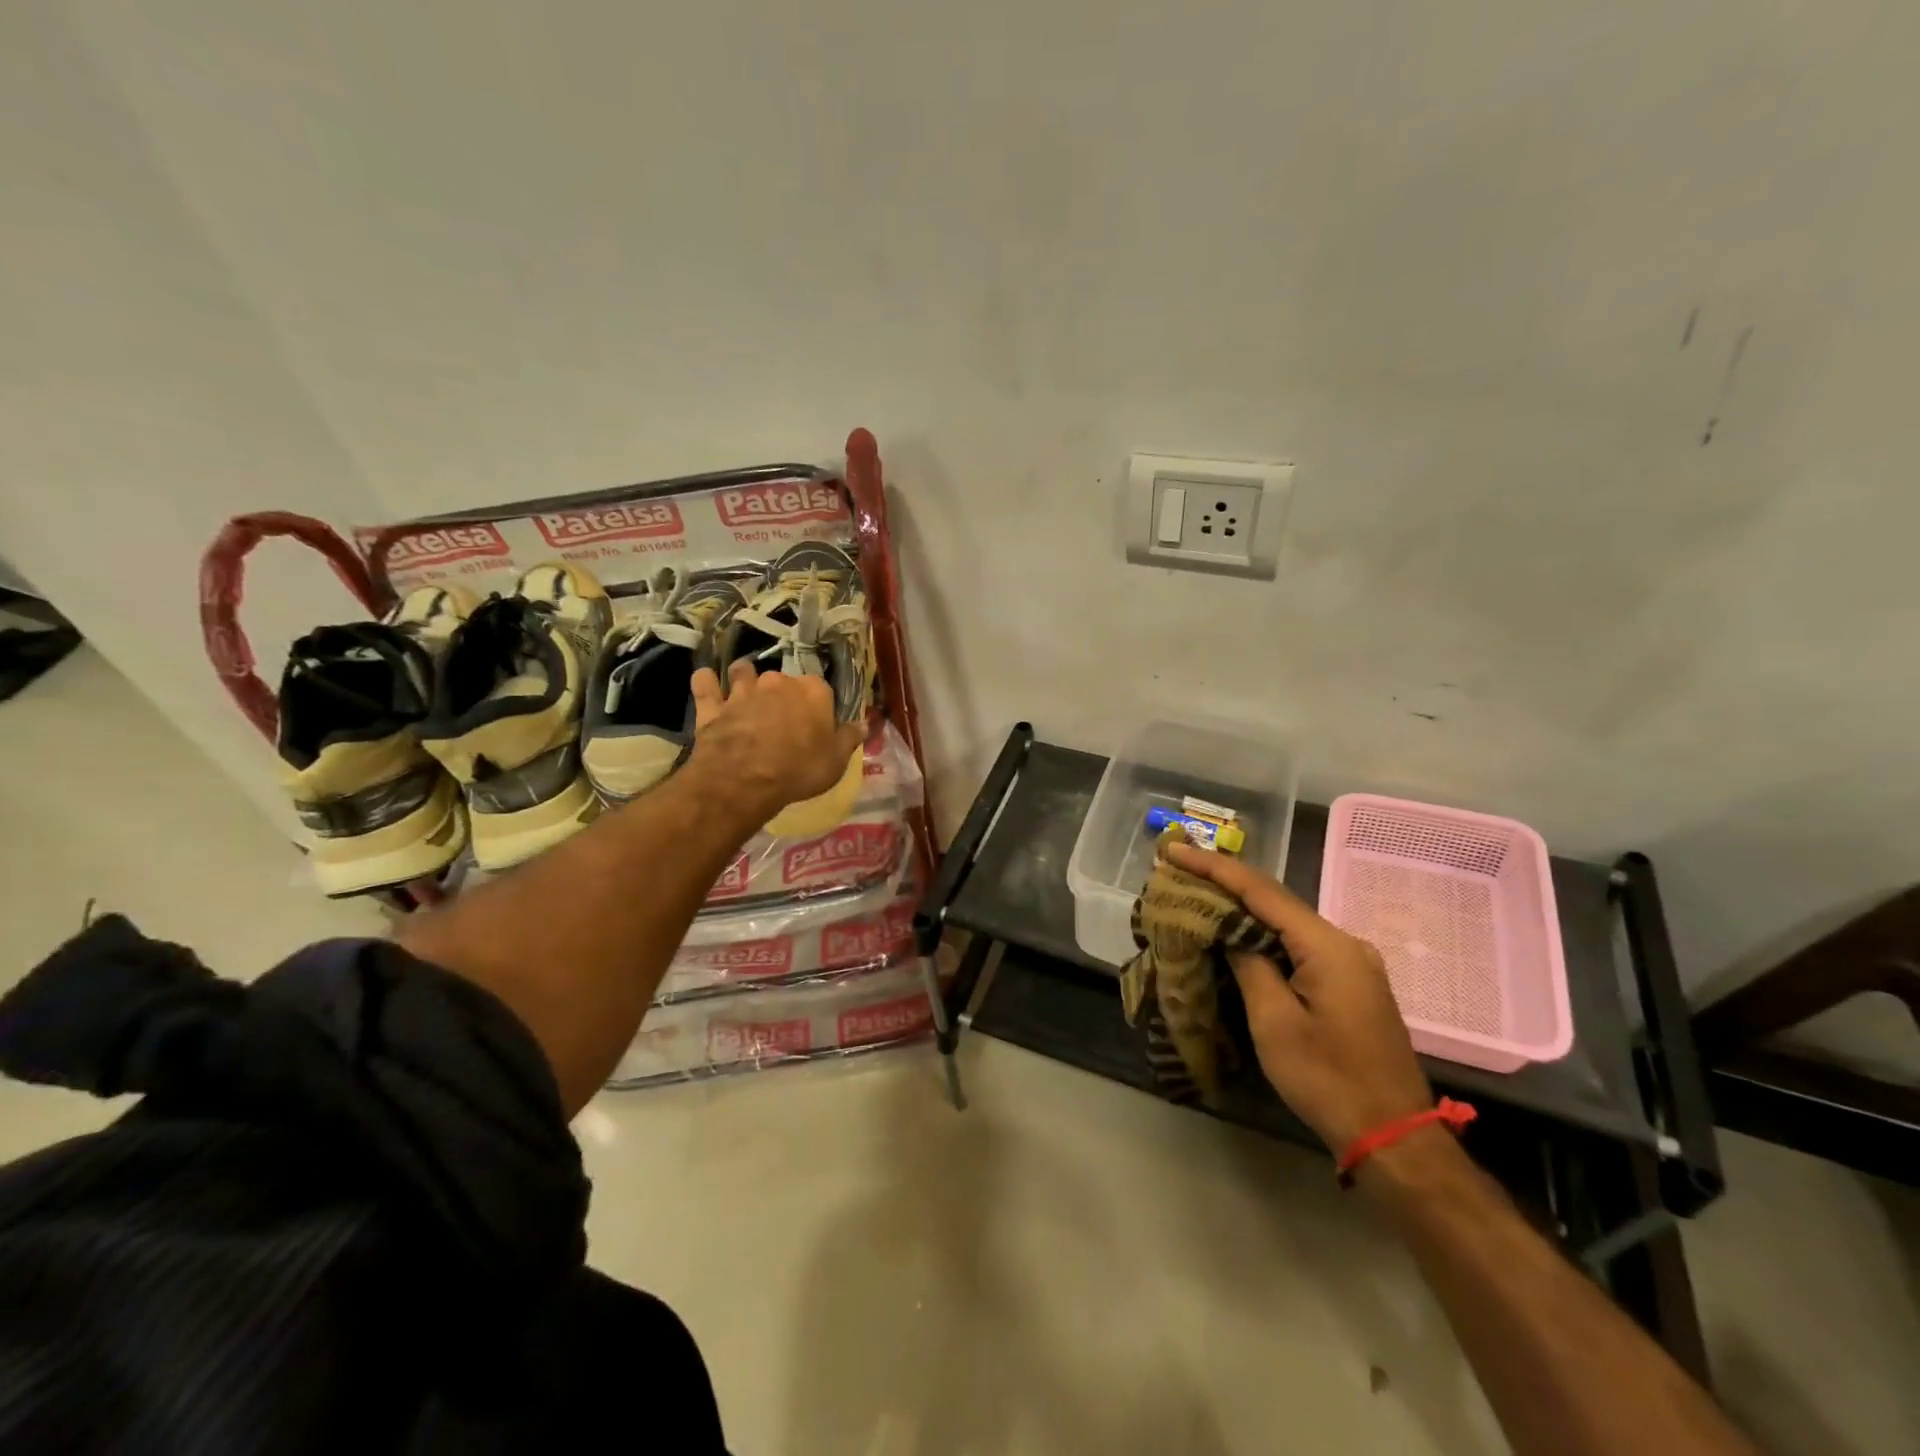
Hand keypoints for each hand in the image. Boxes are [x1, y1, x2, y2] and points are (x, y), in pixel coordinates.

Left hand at [687, 660, 863, 820]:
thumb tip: (864, 723)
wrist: (746, 780)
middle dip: (783, 693)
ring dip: (744, 677)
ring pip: (743, 672)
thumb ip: (850, 738)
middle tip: (783, 717)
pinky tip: (707, 683)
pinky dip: (706, 682)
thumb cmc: (800, 770)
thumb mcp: (836, 760)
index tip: (817, 723)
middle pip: (783, 680)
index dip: (819, 706)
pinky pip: (705, 683)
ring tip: (745, 689)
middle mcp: (779, 682)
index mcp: (813, 692)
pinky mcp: (713, 706)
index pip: (821, 690)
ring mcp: (743, 691)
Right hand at [1164, 841, 1433, 1152]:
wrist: (1394, 1138)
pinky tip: (1238, 934)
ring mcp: (1352, 963)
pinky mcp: (1351, 983)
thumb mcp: (1274, 1022)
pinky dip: (1263, 934)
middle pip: (1275, 900)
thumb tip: (1230, 931)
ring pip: (1286, 922)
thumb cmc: (1328, 1080)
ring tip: (1198, 895)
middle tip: (1178, 869)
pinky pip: (1299, 944)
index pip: (1260, 891)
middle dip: (1225, 882)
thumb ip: (1249, 964)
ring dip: (1242, 909)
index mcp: (1328, 945)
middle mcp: (1345, 942)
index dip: (1213, 867)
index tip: (1174, 850)